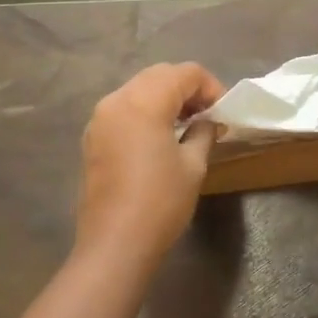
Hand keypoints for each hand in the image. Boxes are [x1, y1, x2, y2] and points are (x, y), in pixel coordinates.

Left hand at [76, 62, 224, 272]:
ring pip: (139, 89)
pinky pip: (124, 108)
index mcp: (143, 101)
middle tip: (208, 115)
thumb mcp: (193, 165)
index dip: (210, 86)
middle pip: (159, 75)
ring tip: (187, 125)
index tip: (223, 112)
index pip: (184, 73)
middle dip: (187, 88)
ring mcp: (100, 118)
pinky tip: (161, 136)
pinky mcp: (93, 137)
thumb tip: (209, 121)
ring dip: (165, 98)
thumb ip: (203, 133)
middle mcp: (117, 100)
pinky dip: (145, 111)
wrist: (114, 244)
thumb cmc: (160, 203)